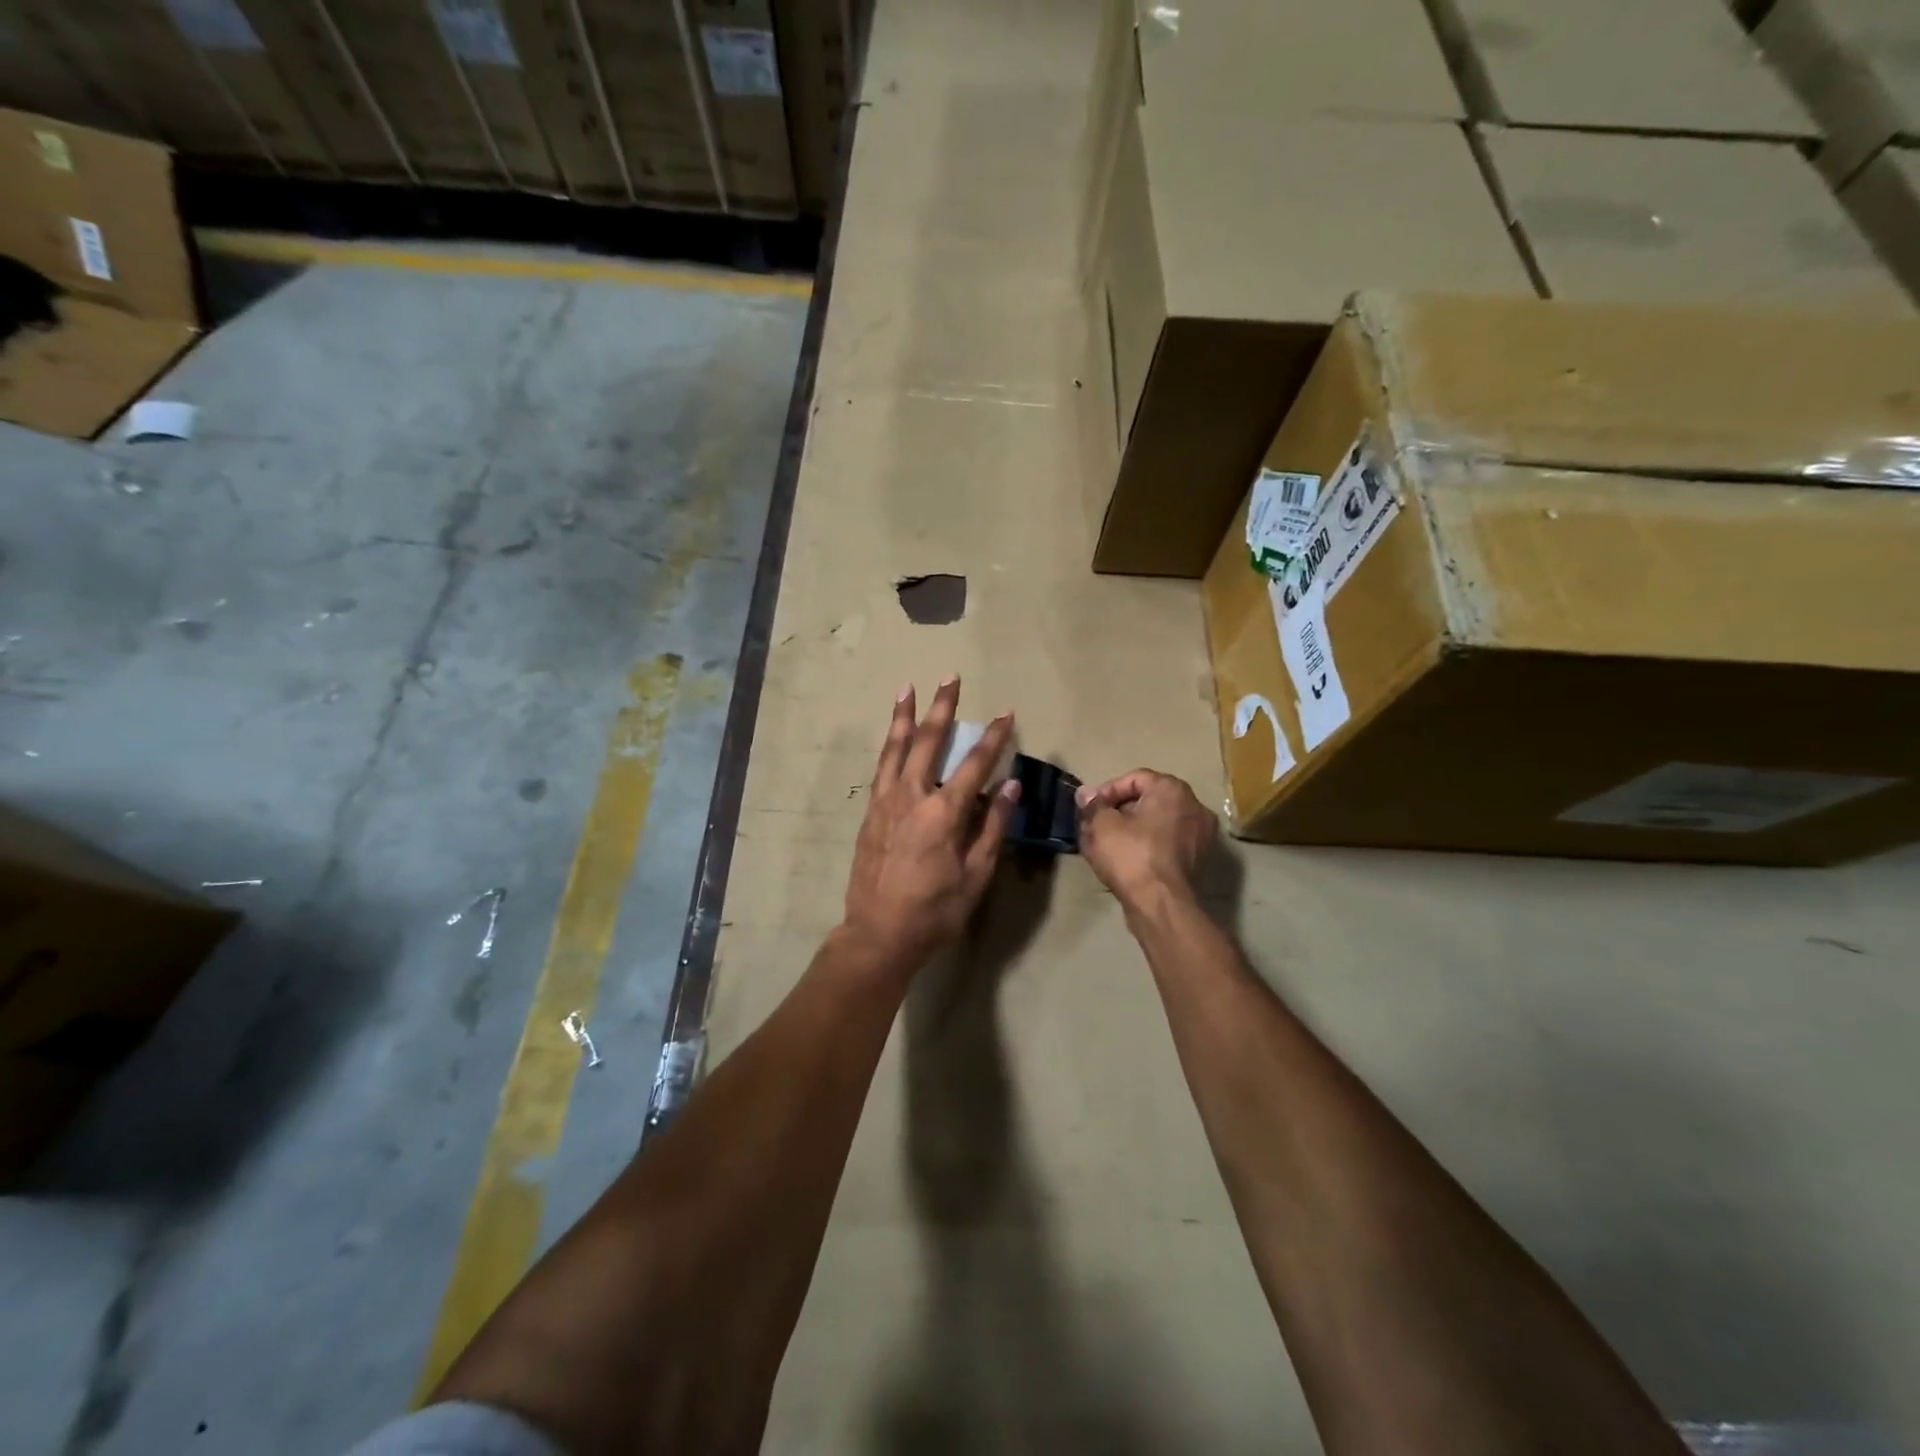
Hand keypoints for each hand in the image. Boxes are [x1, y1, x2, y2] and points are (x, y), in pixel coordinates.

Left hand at [842, 678, 1019, 972]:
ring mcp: (885, 802)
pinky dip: (889, 746)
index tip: (1006, 713)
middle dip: (942, 708)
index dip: (993, 737)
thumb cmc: (935, 910)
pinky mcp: (870, 813)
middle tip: (950, 678)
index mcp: (943, 813)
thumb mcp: (976, 875)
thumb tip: (1009, 785)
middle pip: (928, 742)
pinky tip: (893, 737)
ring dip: (904, 716)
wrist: (878, 933)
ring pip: (896, 748)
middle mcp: (911, 797)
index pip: (974, 764)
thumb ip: (993, 826)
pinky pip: (882, 768)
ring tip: (907, 688)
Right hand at [1076, 769, 1215, 907]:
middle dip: (1118, 811)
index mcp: (1173, 789)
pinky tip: (1123, 858)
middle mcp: (1193, 806)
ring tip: (1104, 842)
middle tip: (1094, 824)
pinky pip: (1165, 843)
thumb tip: (1086, 795)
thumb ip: (1093, 805)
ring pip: (1156, 823)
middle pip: (1147, 800)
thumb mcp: (1101, 825)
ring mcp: (1200, 835)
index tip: (1089, 808)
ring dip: (1130, 828)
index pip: (1134, 778)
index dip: (1107, 791)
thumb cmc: (1130, 855)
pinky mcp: (1197, 860)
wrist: (1160, 904)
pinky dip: (1145, 845)